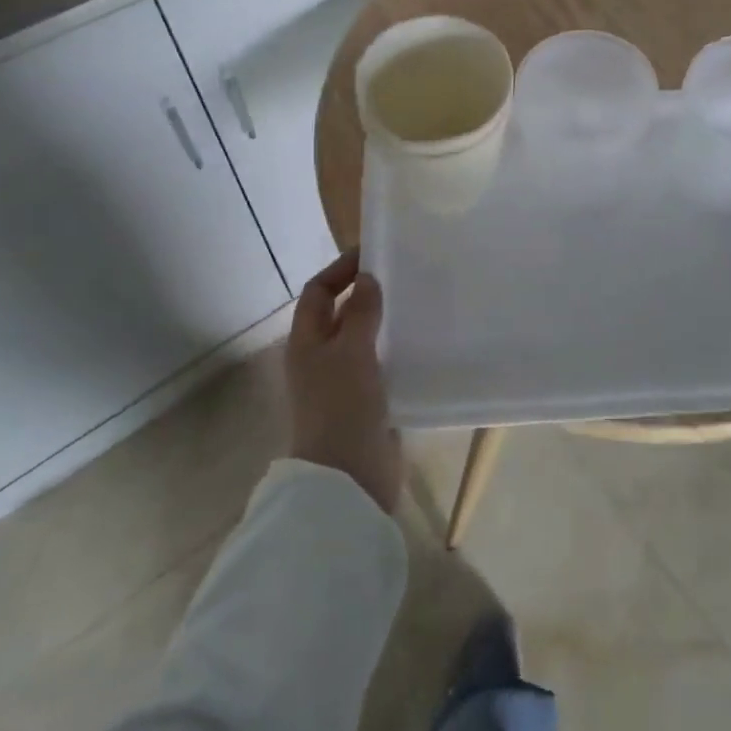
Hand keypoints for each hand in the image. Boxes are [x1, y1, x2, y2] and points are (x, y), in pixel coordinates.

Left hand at [286, 249, 401, 511]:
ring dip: (386, 321)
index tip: (375, 253)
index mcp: (307, 342)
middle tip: (404, 275)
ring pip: (364, 339)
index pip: (318, 292)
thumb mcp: (352, 352)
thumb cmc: (342, 407)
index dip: (341, 269)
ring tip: (419, 303)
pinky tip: (423, 343)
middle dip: (367, 293)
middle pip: (341, 314)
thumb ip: (362, 314)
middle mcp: (322, 357)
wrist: (349, 477)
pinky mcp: (368, 401)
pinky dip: (397, 349)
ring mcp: (344, 381)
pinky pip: (382, 364)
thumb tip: (368, 278)